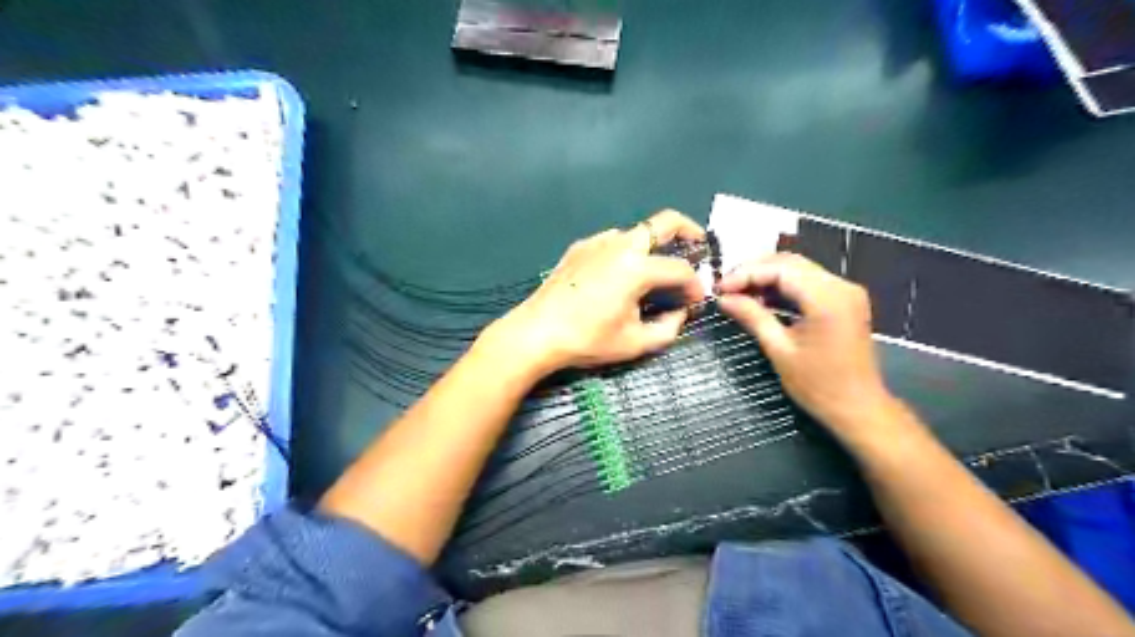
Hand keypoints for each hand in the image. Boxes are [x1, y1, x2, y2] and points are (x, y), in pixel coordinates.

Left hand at [483, 209, 706, 377]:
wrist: (536, 332)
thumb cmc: (588, 339)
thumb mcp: (635, 343)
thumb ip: (669, 327)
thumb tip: (681, 312)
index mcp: (637, 267)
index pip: (681, 269)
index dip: (695, 286)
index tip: (696, 302)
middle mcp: (620, 244)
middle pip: (665, 222)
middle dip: (689, 231)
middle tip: (699, 247)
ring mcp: (597, 241)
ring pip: (637, 231)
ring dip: (654, 244)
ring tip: (655, 270)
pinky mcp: (579, 247)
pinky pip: (612, 241)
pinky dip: (627, 251)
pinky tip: (619, 275)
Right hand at [718, 252, 894, 438]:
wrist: (859, 408)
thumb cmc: (818, 385)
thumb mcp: (779, 350)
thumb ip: (752, 317)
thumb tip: (723, 299)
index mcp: (827, 298)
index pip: (780, 269)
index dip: (746, 274)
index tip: (719, 289)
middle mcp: (841, 286)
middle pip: (790, 263)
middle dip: (754, 271)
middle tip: (725, 288)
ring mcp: (845, 291)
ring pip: (798, 270)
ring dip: (767, 277)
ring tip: (738, 293)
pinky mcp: (844, 300)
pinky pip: (808, 282)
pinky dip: (783, 286)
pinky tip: (762, 299)